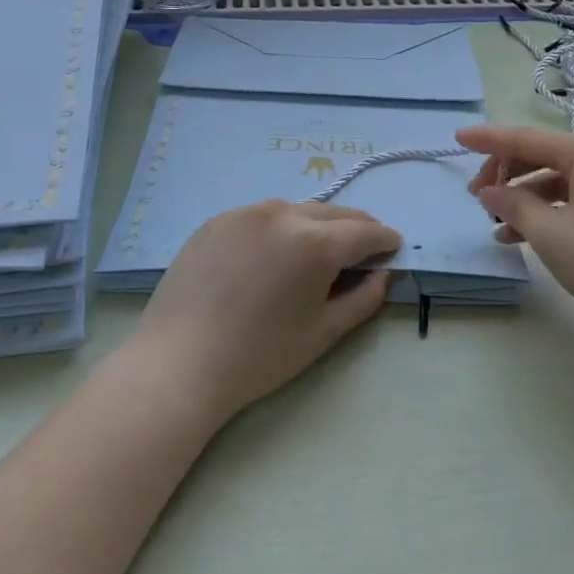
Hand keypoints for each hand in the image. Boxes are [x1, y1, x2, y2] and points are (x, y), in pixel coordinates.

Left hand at [132, 200, 399, 420]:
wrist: (179, 363)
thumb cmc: (260, 356)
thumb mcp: (323, 332)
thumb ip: (364, 298)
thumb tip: (384, 274)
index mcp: (315, 242)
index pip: (365, 231)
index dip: (385, 241)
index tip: (393, 250)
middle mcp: (282, 213)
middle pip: (333, 214)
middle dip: (356, 229)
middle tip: (364, 251)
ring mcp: (245, 212)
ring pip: (296, 211)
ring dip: (317, 226)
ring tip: (317, 254)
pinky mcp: (216, 221)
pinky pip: (261, 217)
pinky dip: (279, 229)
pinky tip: (272, 256)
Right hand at [458, 124, 573, 339]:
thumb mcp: (549, 233)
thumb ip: (513, 205)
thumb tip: (490, 192)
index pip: (528, 138)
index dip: (489, 139)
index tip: (458, 137)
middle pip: (546, 157)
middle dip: (508, 176)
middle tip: (478, 200)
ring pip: (562, 182)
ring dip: (527, 200)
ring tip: (497, 227)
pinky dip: (552, 213)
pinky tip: (526, 237)